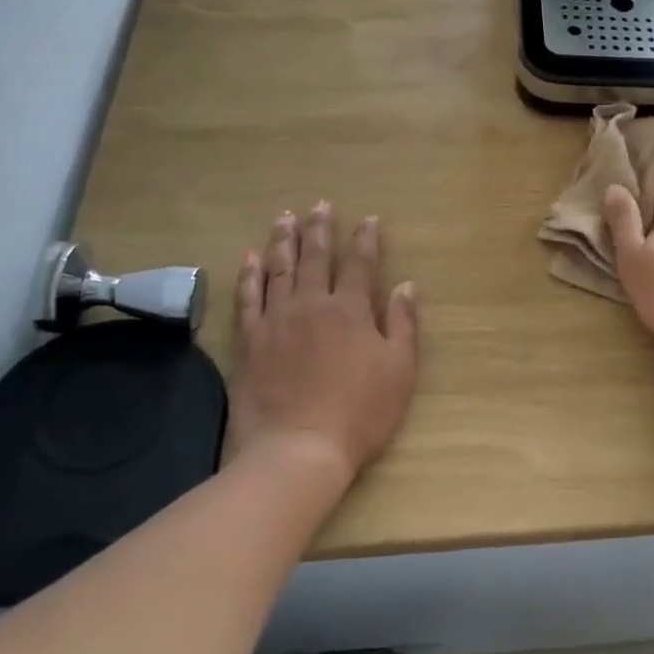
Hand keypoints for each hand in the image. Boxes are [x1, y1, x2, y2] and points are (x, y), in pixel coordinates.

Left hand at [226, 202, 418, 479]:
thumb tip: (406, 285)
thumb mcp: (399, 370)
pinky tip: (249, 258)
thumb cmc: (360, 412)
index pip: (360, 264)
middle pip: (316, 258)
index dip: (365, 239)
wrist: (298, 449)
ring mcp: (277, 321)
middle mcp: (312, 305)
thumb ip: (402, 324)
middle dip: (320, 229)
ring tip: (284, 217)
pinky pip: (247, 298)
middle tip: (319, 204)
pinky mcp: (250, 341)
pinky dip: (248, 275)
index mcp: (351, 311)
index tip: (368, 219)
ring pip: (279, 269)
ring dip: (283, 241)